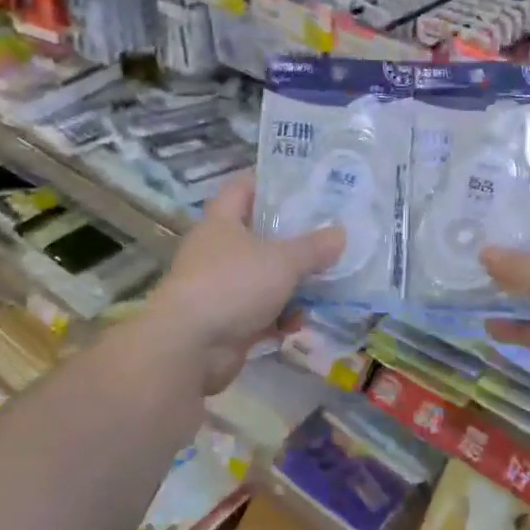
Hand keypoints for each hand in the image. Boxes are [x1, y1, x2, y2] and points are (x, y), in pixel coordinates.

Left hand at [147, 174, 343, 395]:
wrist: (190, 347)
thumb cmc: (234, 284)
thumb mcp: (282, 261)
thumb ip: (313, 247)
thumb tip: (340, 233)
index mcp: (221, 222)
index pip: (242, 188)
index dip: (269, 182)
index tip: (302, 184)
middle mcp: (216, 251)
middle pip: (257, 235)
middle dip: (291, 238)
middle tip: (327, 235)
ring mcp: (219, 288)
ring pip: (261, 276)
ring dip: (290, 283)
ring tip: (325, 283)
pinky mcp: (225, 321)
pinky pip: (259, 312)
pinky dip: (278, 317)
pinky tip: (299, 323)